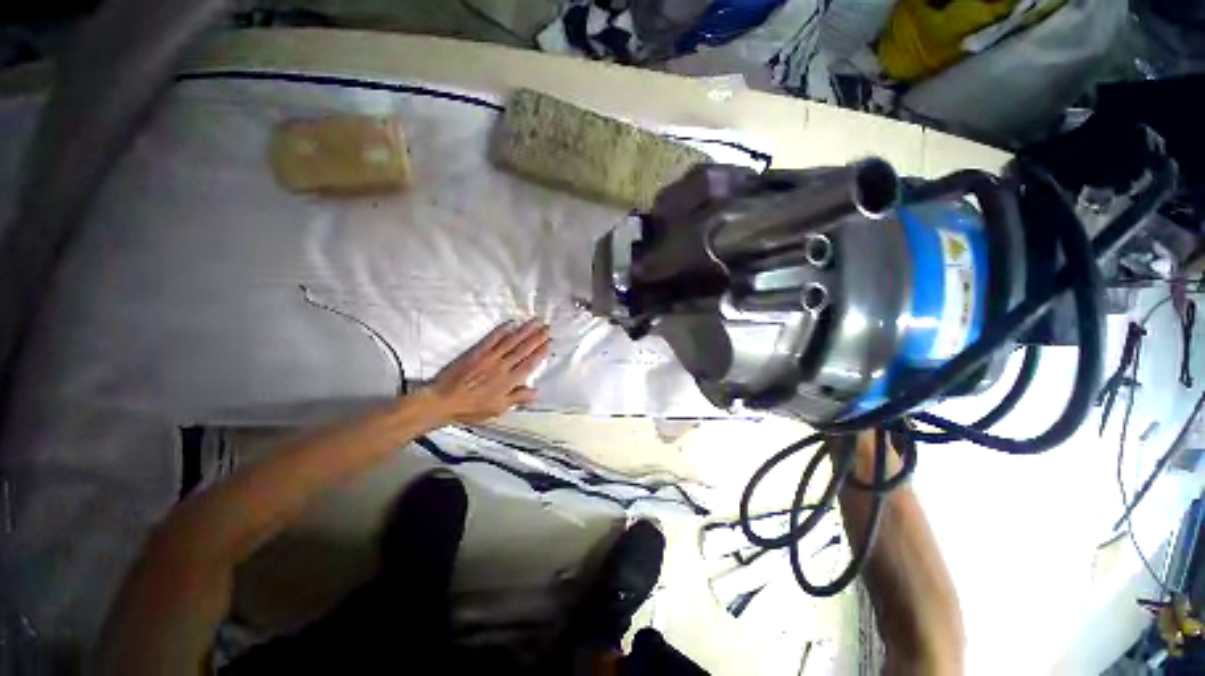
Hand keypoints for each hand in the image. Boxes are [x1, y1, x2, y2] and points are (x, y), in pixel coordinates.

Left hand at [427, 319, 550, 423]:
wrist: (443, 401)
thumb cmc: (471, 408)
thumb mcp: (498, 409)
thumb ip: (517, 398)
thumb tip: (537, 392)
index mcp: (508, 382)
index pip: (529, 364)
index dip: (540, 352)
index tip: (549, 343)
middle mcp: (502, 367)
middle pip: (523, 349)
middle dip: (537, 337)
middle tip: (547, 327)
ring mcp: (489, 357)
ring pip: (511, 341)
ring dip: (525, 330)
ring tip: (536, 321)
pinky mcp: (477, 351)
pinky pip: (492, 338)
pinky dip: (502, 330)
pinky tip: (511, 322)